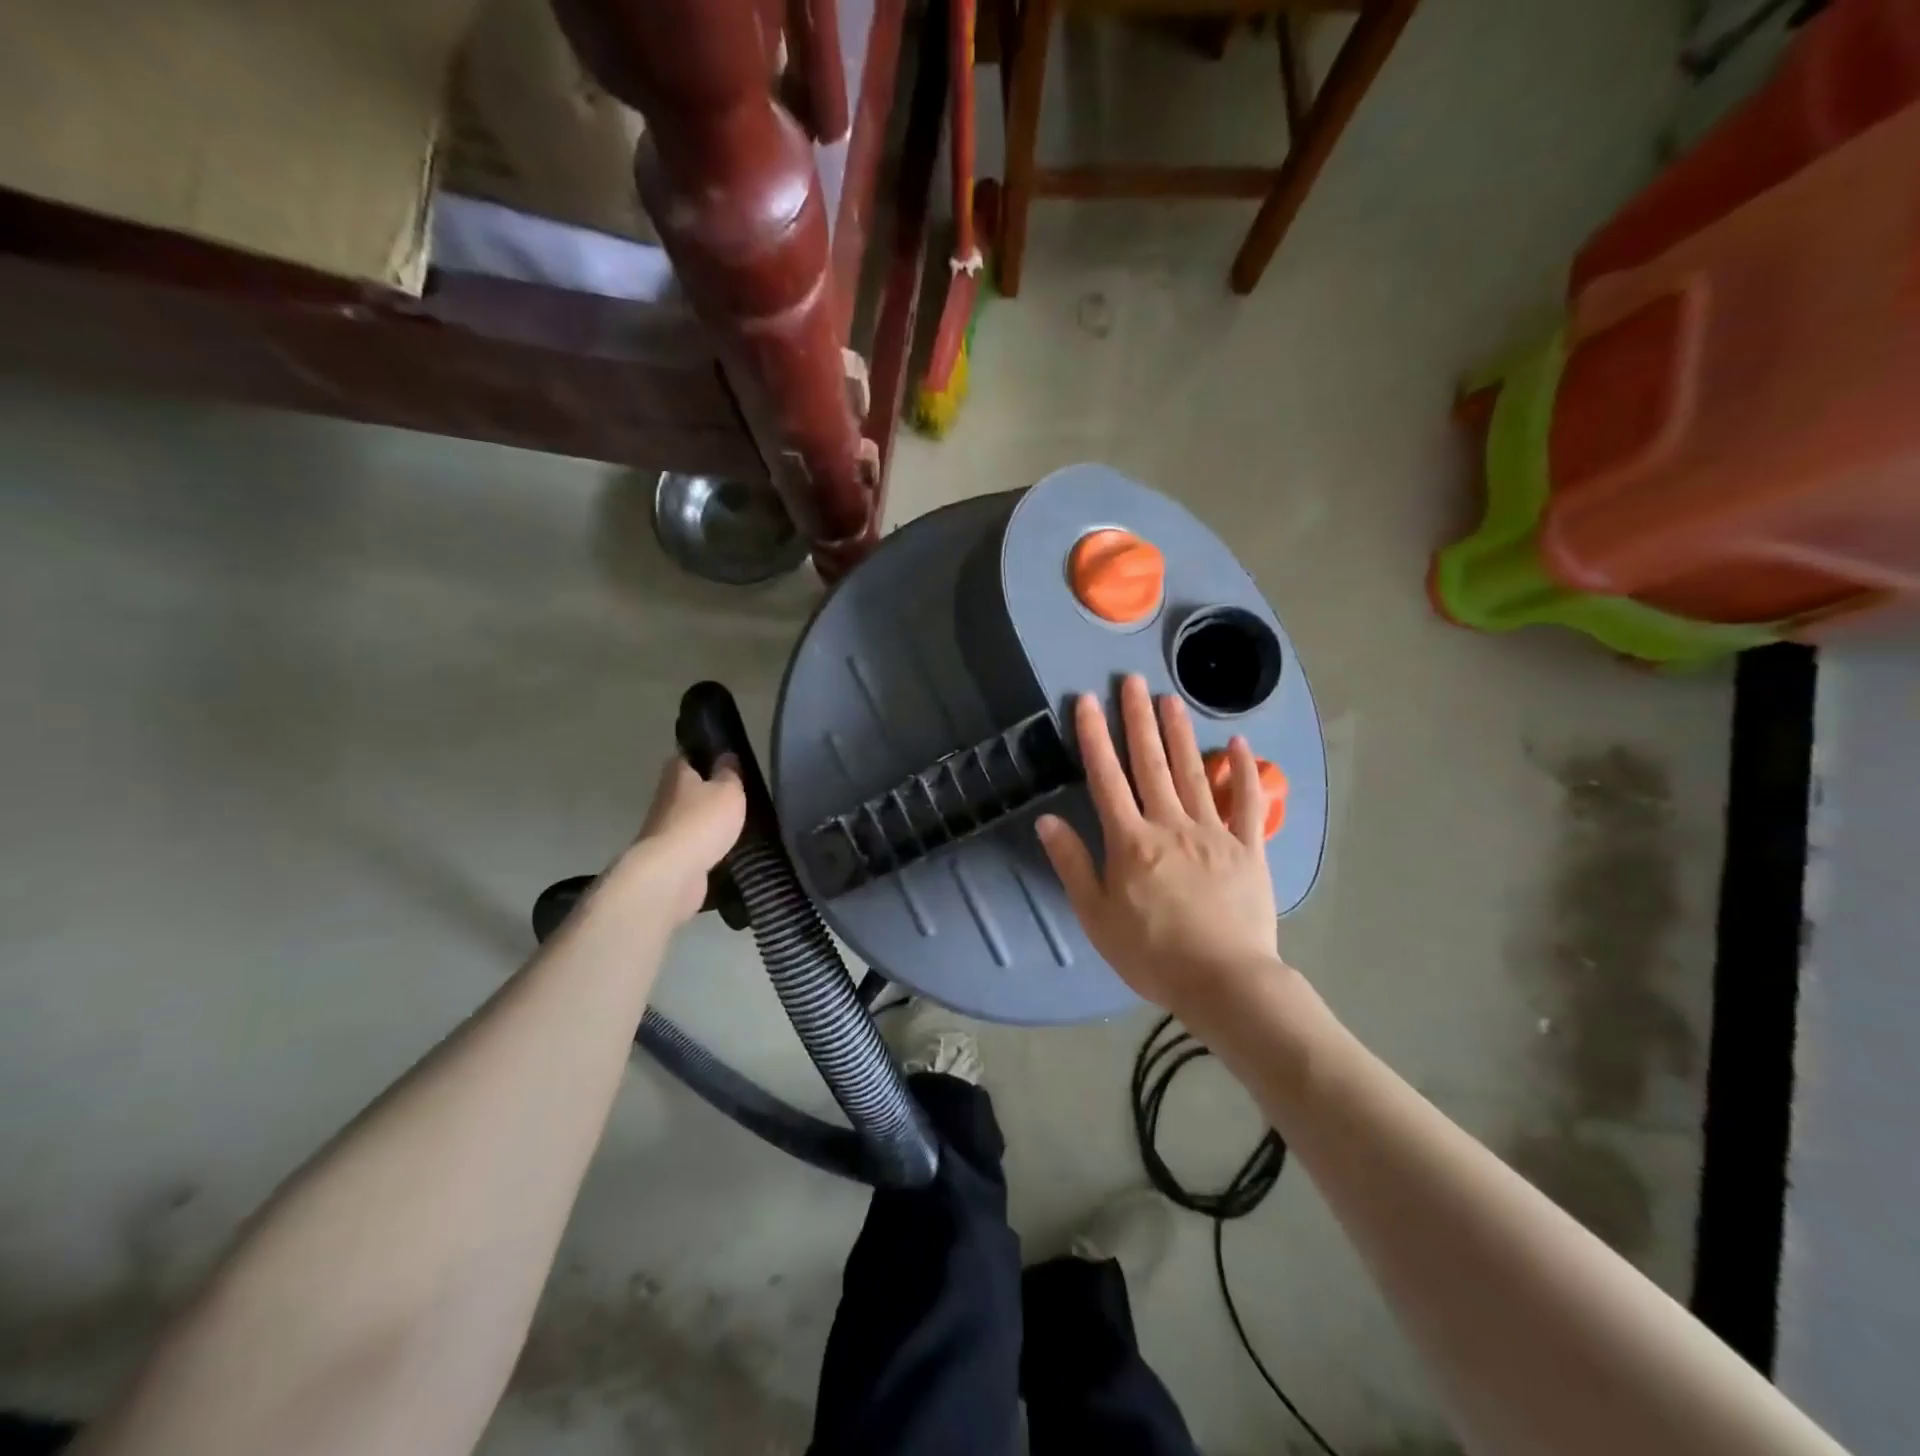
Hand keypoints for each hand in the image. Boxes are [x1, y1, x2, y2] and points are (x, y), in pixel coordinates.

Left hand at [613, 755, 746, 923]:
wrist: (671, 873)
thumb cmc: (702, 822)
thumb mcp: (728, 791)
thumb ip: (730, 774)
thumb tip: (726, 756)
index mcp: (677, 774)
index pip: (687, 757)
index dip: (705, 757)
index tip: (724, 762)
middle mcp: (665, 798)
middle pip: (687, 789)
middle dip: (707, 792)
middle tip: (735, 796)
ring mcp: (663, 829)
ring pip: (688, 818)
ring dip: (705, 822)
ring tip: (735, 825)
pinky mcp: (668, 857)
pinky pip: (690, 845)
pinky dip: (704, 847)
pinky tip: (723, 850)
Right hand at [1036, 675, 1283, 1018]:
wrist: (1223, 981)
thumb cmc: (1151, 953)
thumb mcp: (1096, 916)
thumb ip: (1073, 864)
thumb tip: (1047, 820)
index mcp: (1131, 841)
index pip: (1106, 778)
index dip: (1094, 737)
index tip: (1087, 701)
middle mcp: (1170, 824)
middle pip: (1150, 763)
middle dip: (1138, 719)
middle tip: (1132, 680)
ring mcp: (1214, 832)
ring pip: (1193, 772)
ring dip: (1180, 733)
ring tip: (1171, 698)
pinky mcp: (1249, 848)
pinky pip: (1247, 802)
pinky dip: (1242, 771)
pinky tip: (1237, 743)